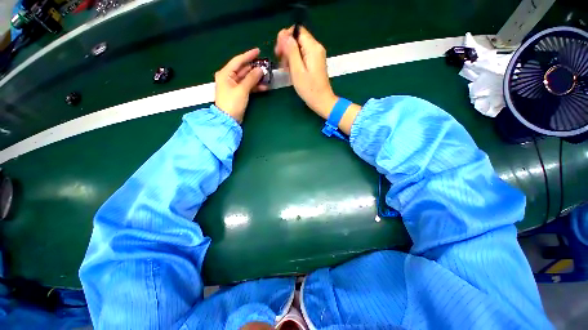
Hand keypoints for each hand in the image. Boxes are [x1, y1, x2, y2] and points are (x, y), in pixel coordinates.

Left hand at [215, 48, 267, 122]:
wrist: (228, 119)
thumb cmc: (232, 103)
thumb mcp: (242, 90)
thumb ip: (251, 78)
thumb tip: (260, 70)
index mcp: (225, 73)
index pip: (238, 61)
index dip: (248, 55)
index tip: (258, 51)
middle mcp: (229, 77)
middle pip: (243, 69)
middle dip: (254, 68)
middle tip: (266, 66)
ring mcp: (234, 86)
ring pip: (247, 78)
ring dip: (256, 78)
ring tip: (267, 77)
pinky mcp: (239, 93)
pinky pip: (248, 87)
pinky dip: (255, 87)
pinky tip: (264, 87)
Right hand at [275, 26, 337, 118]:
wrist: (322, 101)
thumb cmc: (309, 89)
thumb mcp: (297, 70)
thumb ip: (291, 51)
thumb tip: (284, 35)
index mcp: (312, 48)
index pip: (297, 30)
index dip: (285, 37)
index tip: (279, 51)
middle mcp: (316, 48)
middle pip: (298, 38)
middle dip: (286, 47)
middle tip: (280, 61)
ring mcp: (316, 55)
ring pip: (299, 47)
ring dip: (289, 55)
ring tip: (285, 69)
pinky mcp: (315, 63)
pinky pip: (303, 55)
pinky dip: (295, 60)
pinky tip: (291, 70)